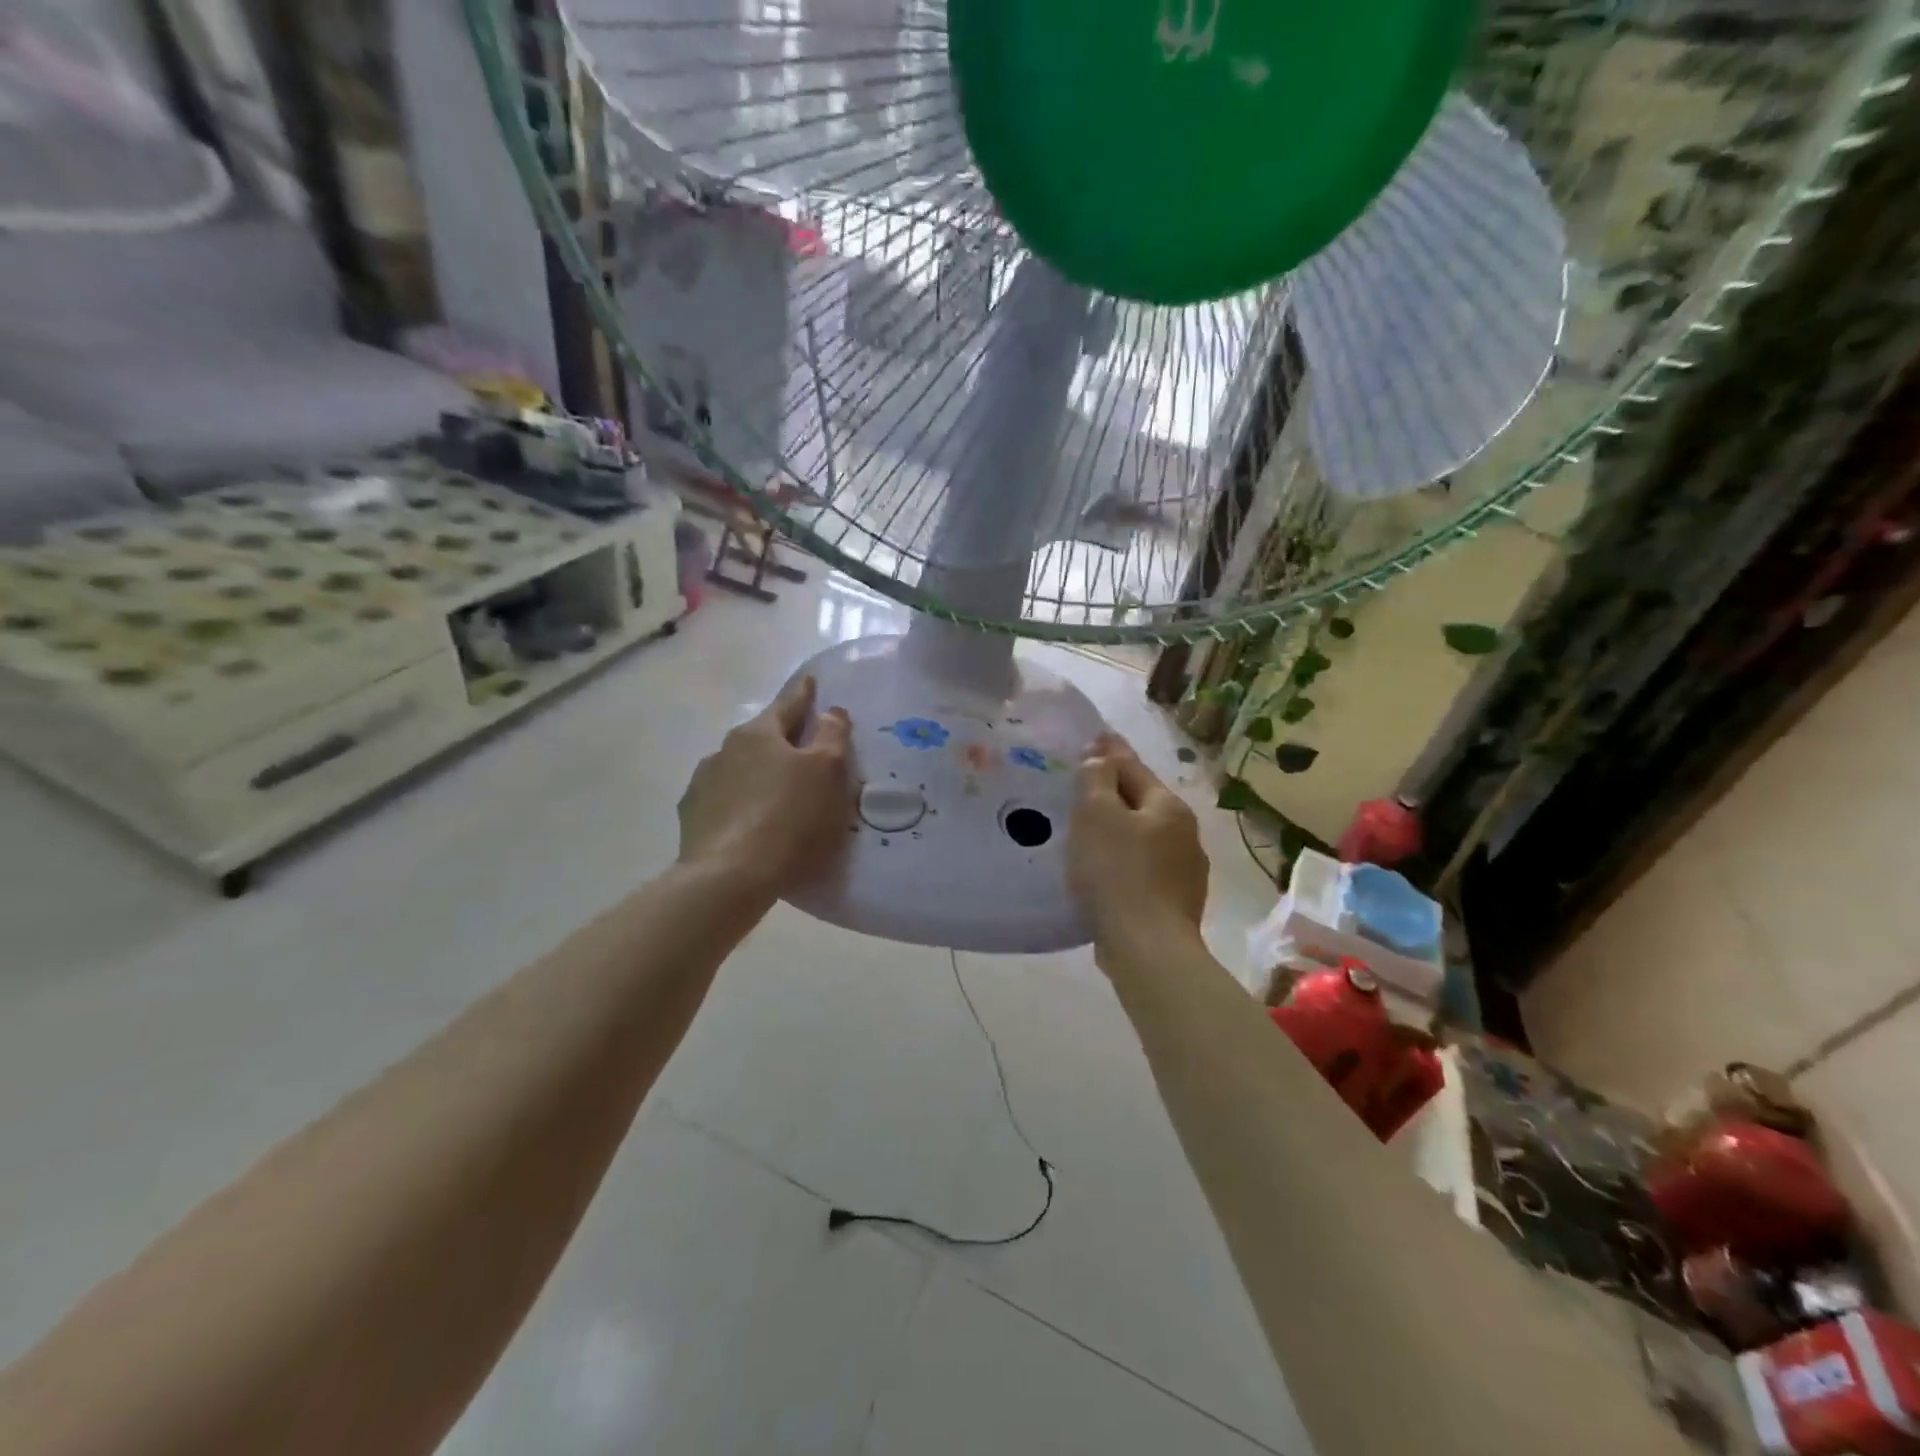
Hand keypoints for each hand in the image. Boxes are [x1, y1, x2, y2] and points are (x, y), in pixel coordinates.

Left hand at [677, 675, 852, 896]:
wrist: (729, 877)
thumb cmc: (789, 818)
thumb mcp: (827, 772)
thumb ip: (832, 736)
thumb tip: (830, 711)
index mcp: (759, 733)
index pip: (788, 703)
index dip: (804, 693)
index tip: (811, 680)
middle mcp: (725, 750)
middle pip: (762, 737)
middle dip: (782, 740)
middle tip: (804, 750)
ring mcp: (703, 784)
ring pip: (740, 769)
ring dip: (758, 774)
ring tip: (777, 795)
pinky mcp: (693, 819)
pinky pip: (724, 802)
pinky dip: (740, 805)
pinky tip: (750, 824)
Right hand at [1068, 733, 1209, 951]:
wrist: (1147, 948)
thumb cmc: (1117, 872)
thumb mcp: (1096, 814)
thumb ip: (1096, 778)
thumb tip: (1101, 755)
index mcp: (1169, 807)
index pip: (1133, 768)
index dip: (1109, 752)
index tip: (1093, 739)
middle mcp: (1185, 834)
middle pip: (1141, 803)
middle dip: (1114, 794)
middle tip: (1081, 790)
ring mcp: (1185, 872)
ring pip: (1143, 839)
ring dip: (1119, 832)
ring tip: (1087, 835)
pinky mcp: (1174, 904)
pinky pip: (1142, 870)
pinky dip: (1123, 863)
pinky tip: (1103, 874)